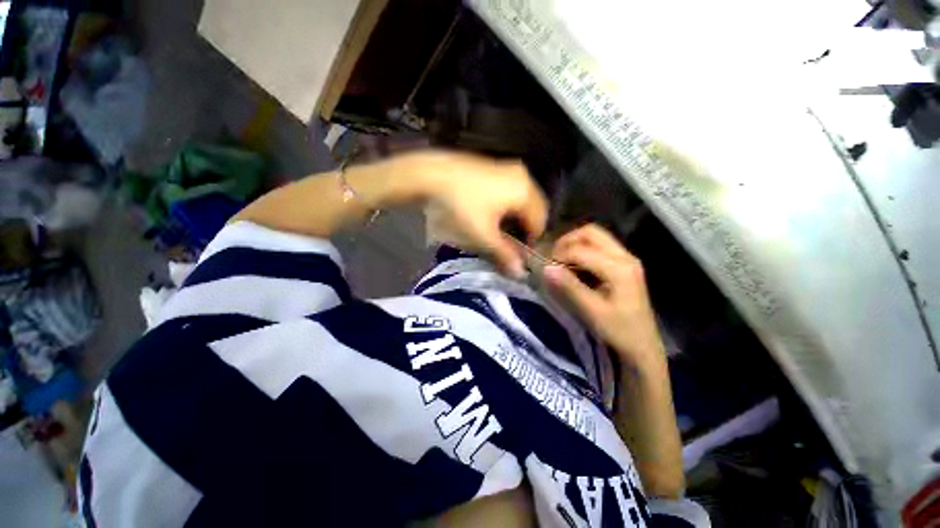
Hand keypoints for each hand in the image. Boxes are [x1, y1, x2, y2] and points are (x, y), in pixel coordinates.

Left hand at [407, 151, 547, 277]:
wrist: (432, 175)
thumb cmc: (461, 207)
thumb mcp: (483, 236)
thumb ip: (504, 255)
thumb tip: (520, 273)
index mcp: (525, 192)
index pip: (540, 222)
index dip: (531, 241)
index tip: (516, 253)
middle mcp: (523, 176)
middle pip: (534, 209)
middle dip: (524, 228)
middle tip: (509, 242)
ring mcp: (508, 168)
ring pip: (522, 199)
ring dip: (516, 217)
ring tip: (499, 230)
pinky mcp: (495, 166)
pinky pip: (511, 190)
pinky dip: (508, 205)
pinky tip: (492, 212)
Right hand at [543, 224, 663, 368]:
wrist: (643, 345)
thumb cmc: (618, 331)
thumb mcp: (592, 311)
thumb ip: (569, 287)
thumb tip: (546, 268)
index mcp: (619, 268)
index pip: (581, 250)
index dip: (559, 255)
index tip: (546, 268)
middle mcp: (625, 256)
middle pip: (591, 233)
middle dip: (567, 241)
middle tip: (553, 257)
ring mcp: (627, 258)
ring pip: (595, 237)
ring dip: (575, 244)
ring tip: (561, 260)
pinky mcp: (624, 264)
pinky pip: (599, 246)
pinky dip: (583, 250)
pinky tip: (575, 266)